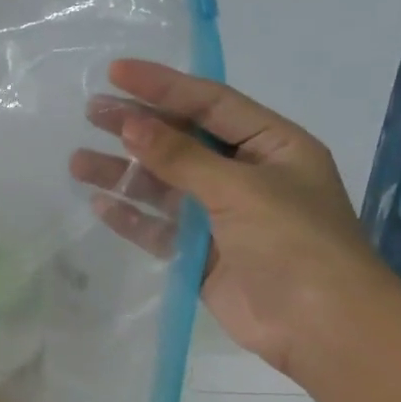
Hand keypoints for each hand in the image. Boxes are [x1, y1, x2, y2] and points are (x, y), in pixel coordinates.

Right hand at [70, 59, 394, 378]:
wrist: (322, 328)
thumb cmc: (295, 243)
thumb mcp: (241, 189)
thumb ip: (182, 158)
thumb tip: (131, 125)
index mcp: (271, 145)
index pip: (210, 103)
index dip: (163, 86)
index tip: (116, 73)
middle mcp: (245, 175)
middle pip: (182, 141)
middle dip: (137, 127)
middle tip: (90, 112)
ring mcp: (222, 217)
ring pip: (164, 186)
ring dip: (124, 174)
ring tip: (78, 162)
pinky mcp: (202, 256)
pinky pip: (160, 229)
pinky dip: (132, 217)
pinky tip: (99, 204)